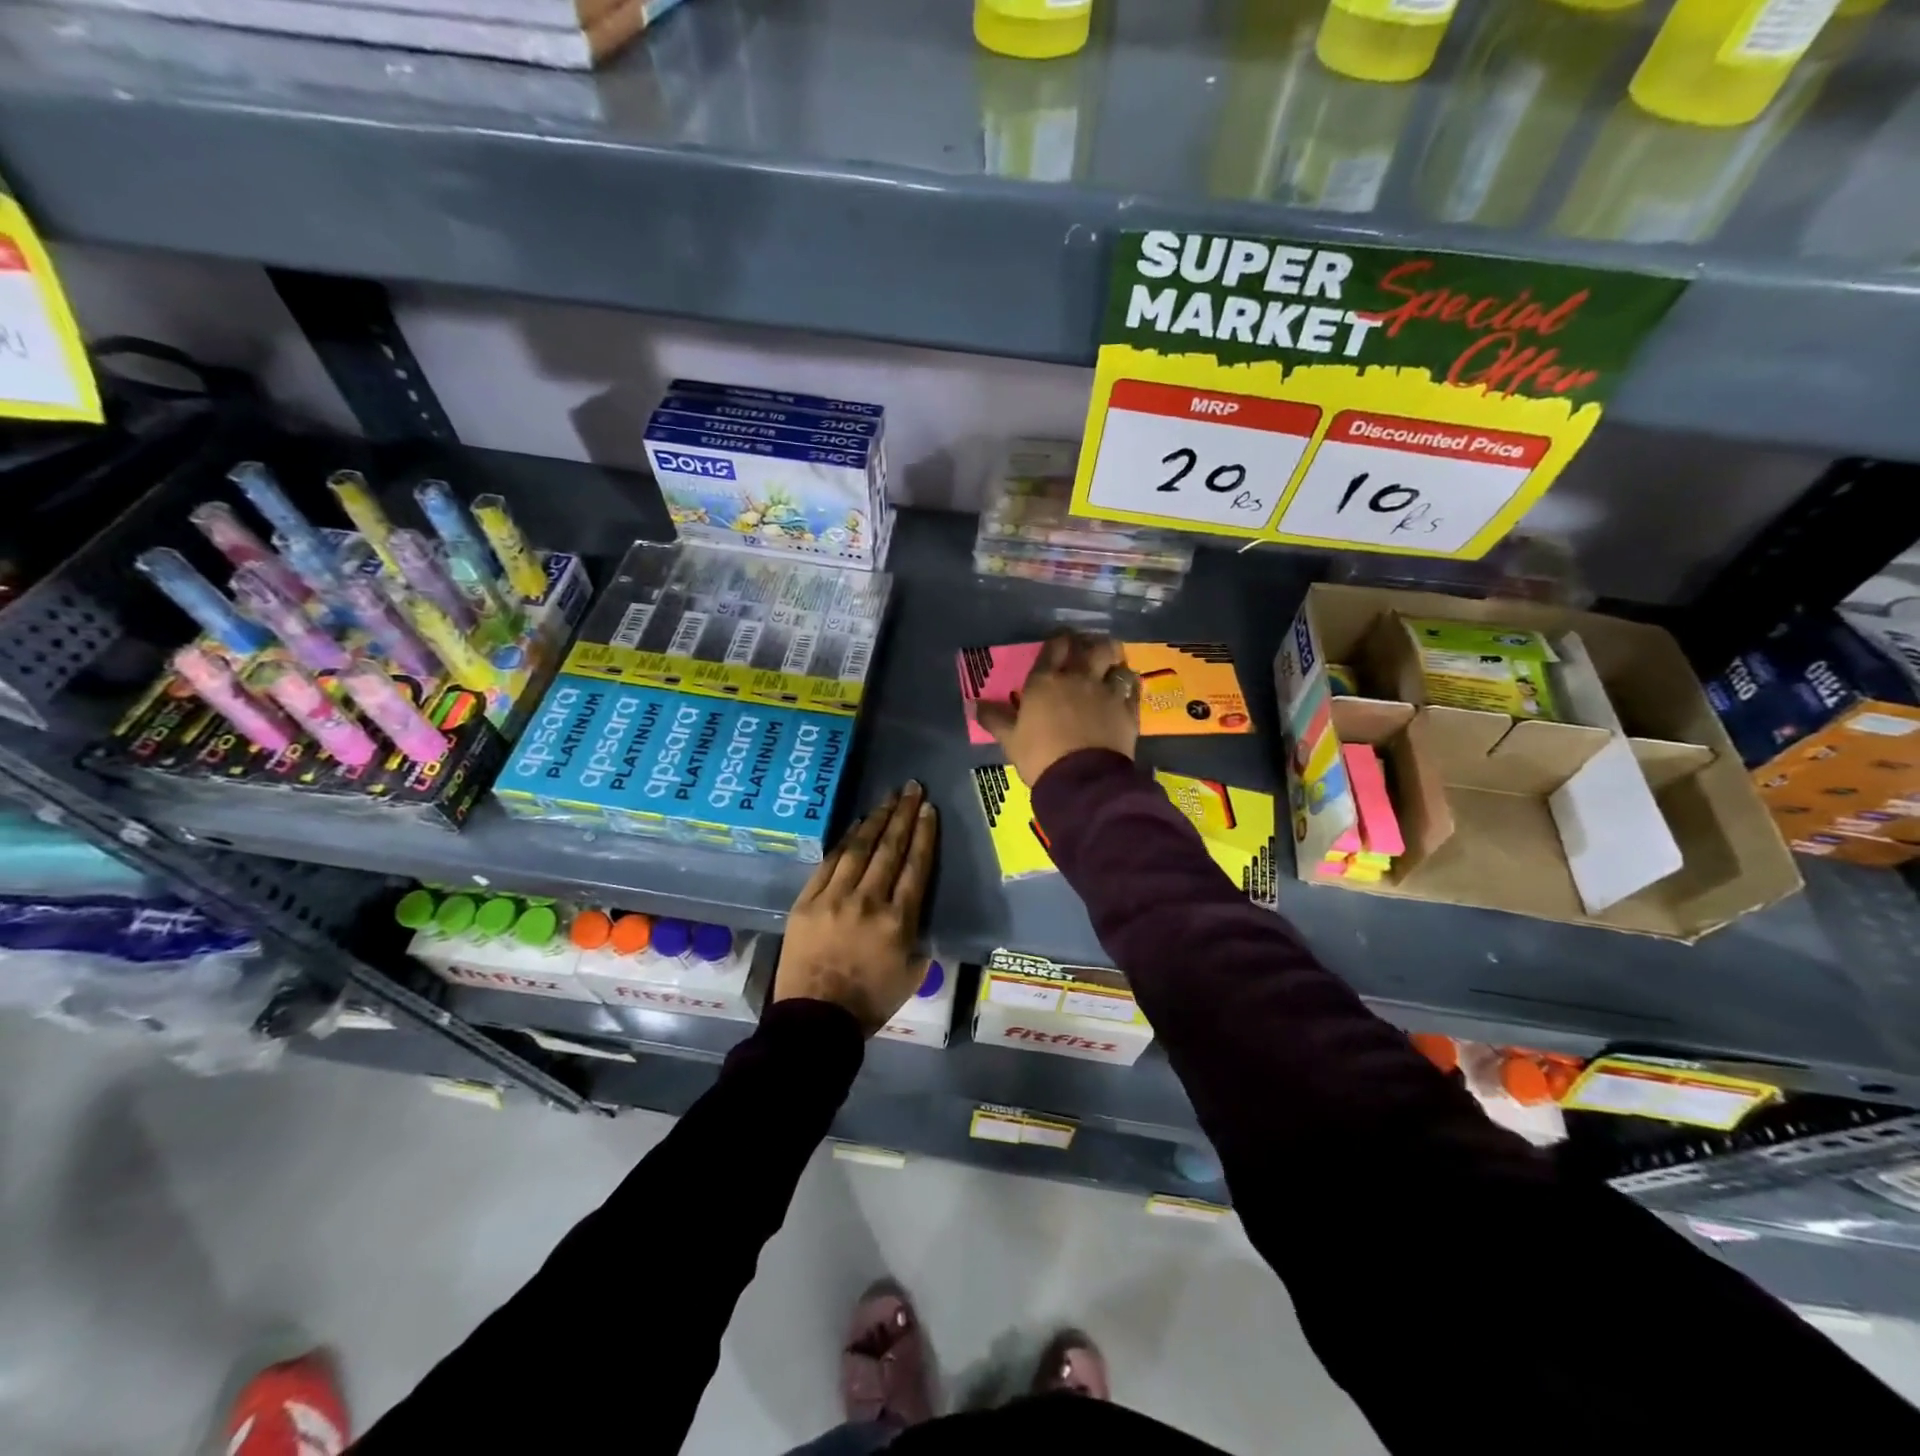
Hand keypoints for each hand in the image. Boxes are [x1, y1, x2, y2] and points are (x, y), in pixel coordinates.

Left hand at [774, 781, 939, 1034]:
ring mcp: (834, 898)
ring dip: (875, 820)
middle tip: (912, 788)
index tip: (929, 810)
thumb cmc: (869, 1002)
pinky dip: (844, 841)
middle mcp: (869, 901)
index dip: (924, 834)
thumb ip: (919, 938)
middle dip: (903, 815)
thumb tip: (918, 912)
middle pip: (889, 849)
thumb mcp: (912, 975)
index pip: (915, 866)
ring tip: (887, 799)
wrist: (815, 1020)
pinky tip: (855, 826)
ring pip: (858, 849)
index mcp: (899, 921)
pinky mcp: (807, 901)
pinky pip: (829, 863)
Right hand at [975, 631, 1139, 785]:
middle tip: (1090, 650)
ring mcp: (1106, 692)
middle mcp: (1078, 678)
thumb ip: (994, 718)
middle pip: (1092, 647)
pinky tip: (1127, 690)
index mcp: (1046, 681)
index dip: (1059, 641)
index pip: (1055, 647)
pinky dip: (1130, 685)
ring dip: (1114, 663)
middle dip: (1092, 644)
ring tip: (1112, 667)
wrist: (1082, 780)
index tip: (1061, 643)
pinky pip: (1133, 688)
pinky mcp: (1127, 710)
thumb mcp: (1010, 740)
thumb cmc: (1040, 756)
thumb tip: (974, 704)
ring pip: (1117, 663)